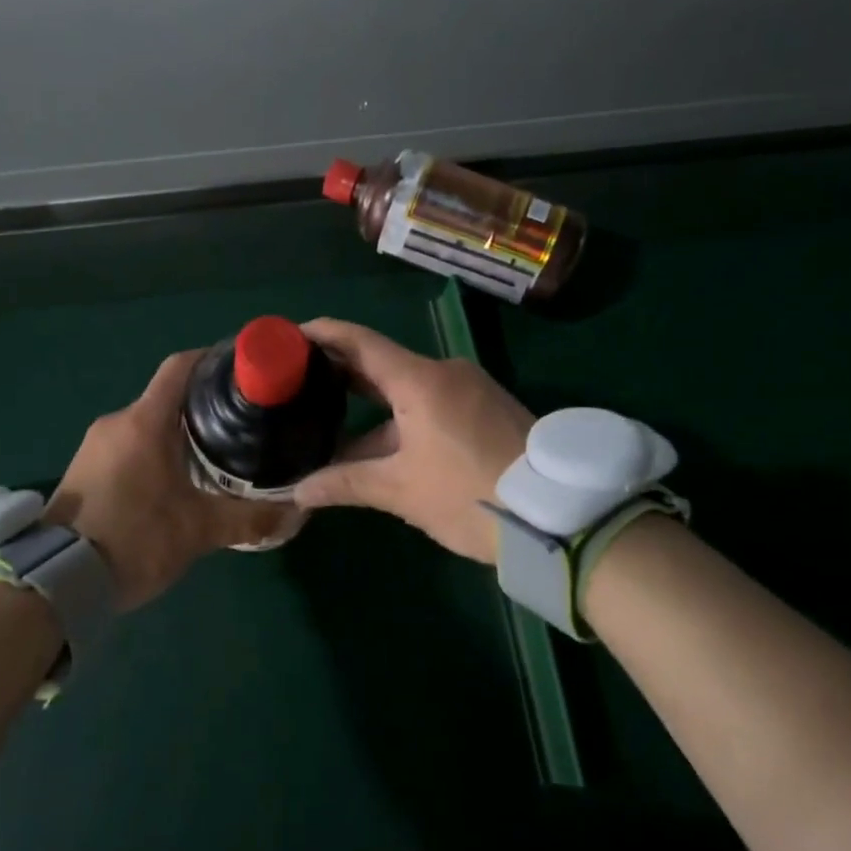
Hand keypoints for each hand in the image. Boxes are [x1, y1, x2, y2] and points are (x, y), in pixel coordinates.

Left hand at [43, 350, 293, 610]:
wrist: (57, 580)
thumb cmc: (134, 540)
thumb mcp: (198, 531)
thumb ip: (248, 518)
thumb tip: (295, 511)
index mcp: (144, 422)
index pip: (180, 367)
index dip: (212, 359)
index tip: (242, 370)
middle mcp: (117, 422)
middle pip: (166, 397)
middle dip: (203, 406)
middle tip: (241, 424)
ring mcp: (95, 445)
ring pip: (146, 424)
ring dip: (178, 433)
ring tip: (215, 454)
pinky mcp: (84, 468)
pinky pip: (128, 445)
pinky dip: (155, 451)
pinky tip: (176, 480)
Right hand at [292, 319, 533, 564]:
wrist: (561, 517)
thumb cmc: (470, 494)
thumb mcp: (402, 491)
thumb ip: (345, 483)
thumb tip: (296, 492)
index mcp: (420, 380)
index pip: (360, 342)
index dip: (322, 333)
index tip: (289, 334)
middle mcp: (444, 373)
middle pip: (381, 363)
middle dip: (339, 372)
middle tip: (296, 379)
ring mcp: (469, 390)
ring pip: (405, 389)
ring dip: (369, 406)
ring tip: (326, 419)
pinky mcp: (485, 410)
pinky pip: (430, 403)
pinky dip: (398, 418)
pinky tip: (375, 444)